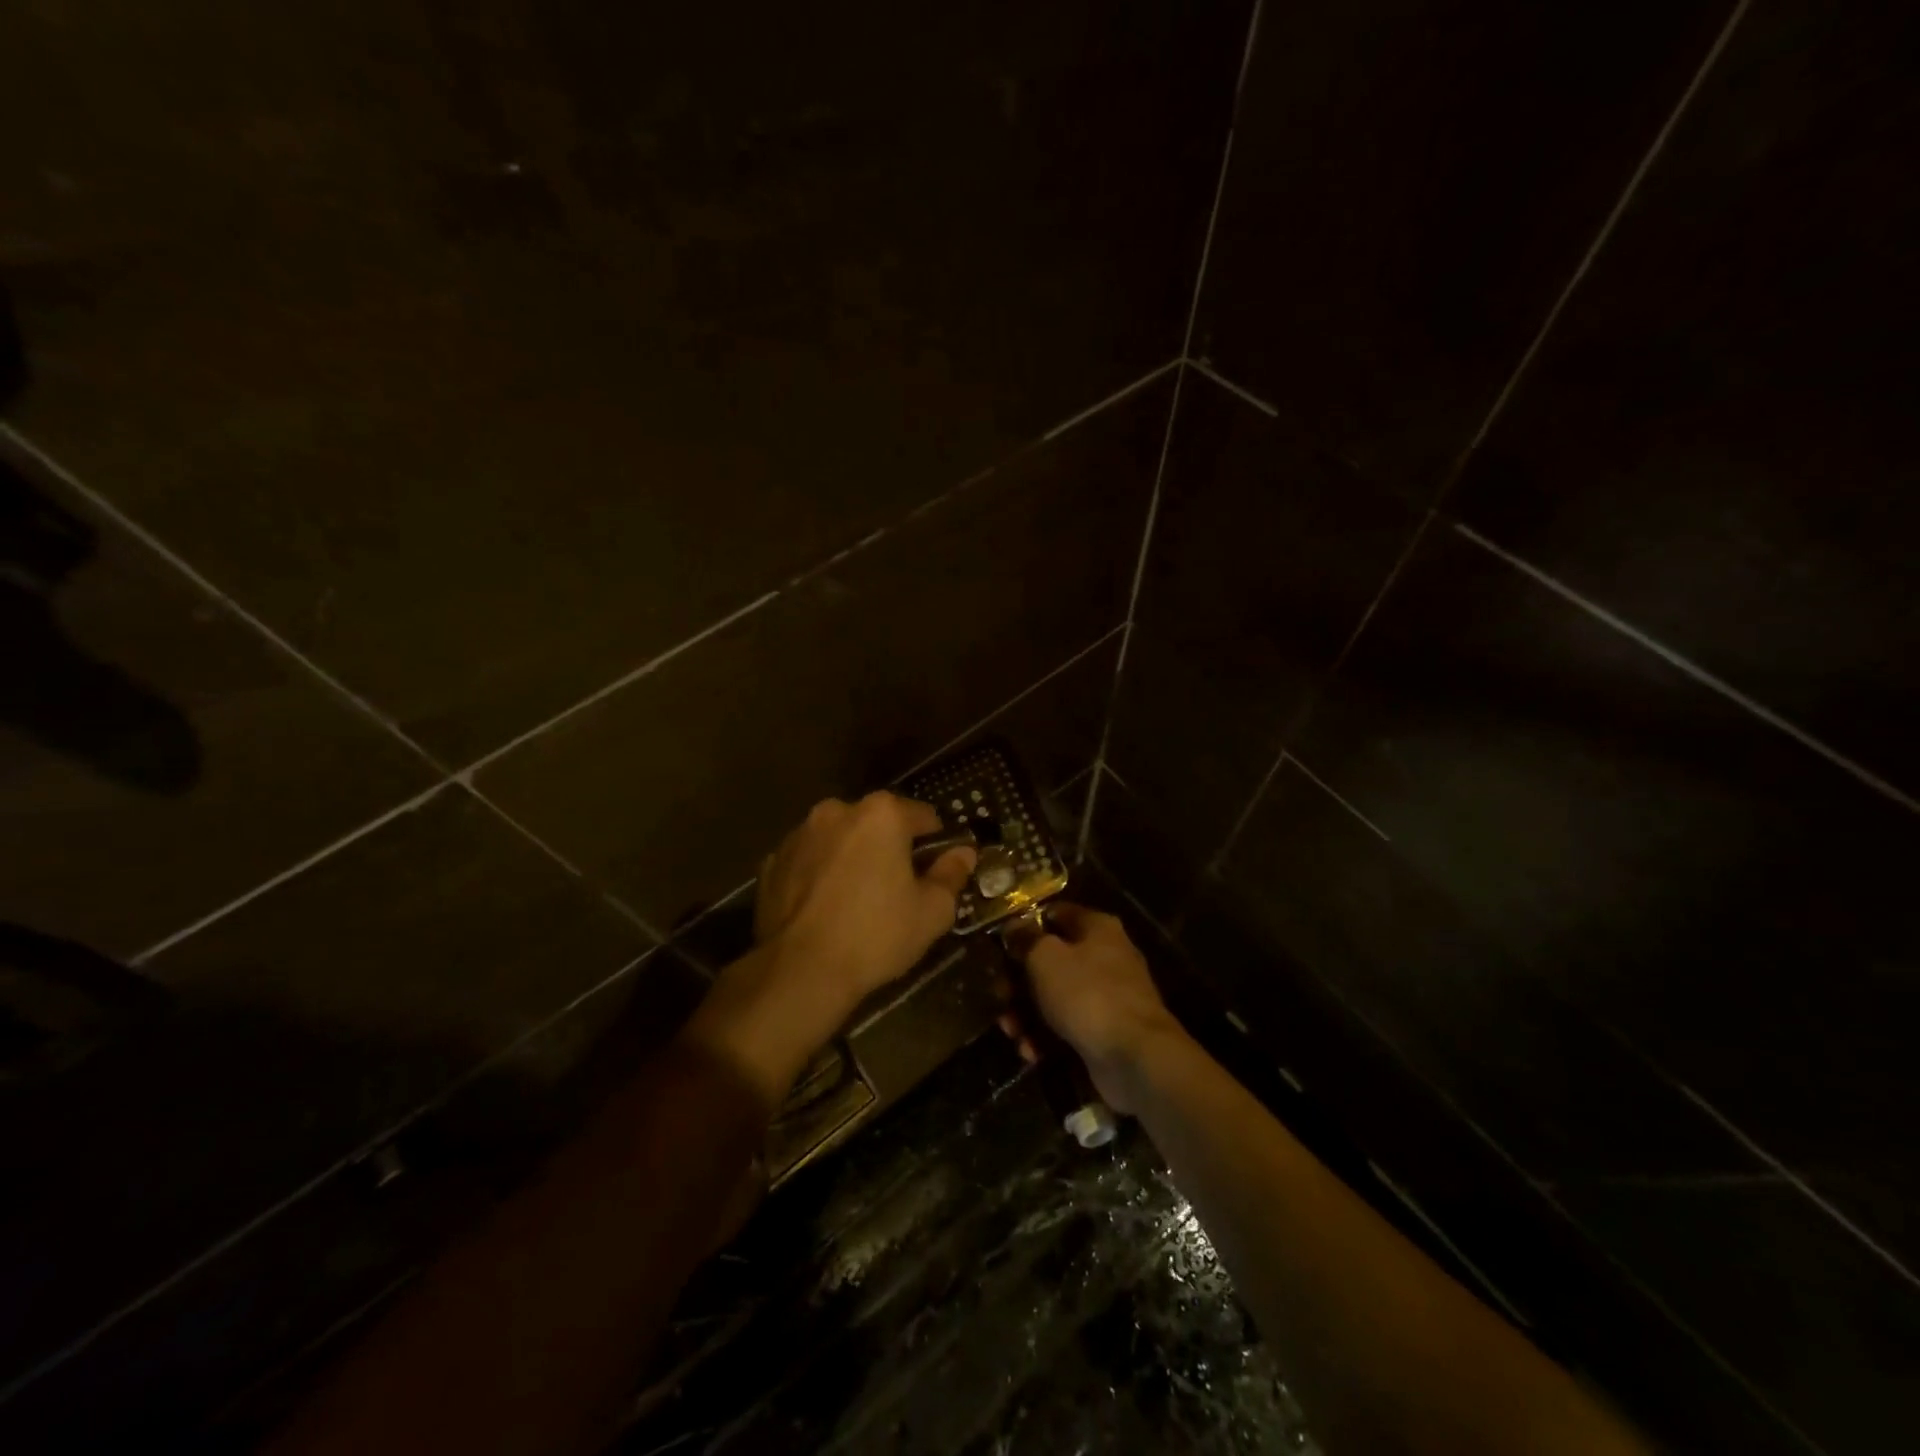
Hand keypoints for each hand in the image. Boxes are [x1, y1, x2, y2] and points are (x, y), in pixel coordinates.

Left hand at [753, 792, 975, 1004]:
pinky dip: (820, 875)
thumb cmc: (876, 935)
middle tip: (898, 891)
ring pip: (840, 840)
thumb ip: (952, 874)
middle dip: (890, 848)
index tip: (936, 873)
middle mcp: (837, 810)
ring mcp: (799, 834)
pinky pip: (809, 862)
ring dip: (852, 858)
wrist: (800, 972)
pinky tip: (825, 910)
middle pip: (878, 824)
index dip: (936, 845)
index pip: (924, 817)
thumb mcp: (932, 911)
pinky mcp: (772, 862)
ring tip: (857, 903)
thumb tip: (963, 853)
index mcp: (881, 814)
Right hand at [1004, 903, 1186, 1114]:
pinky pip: (1068, 1027)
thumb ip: (1026, 939)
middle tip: (998, 996)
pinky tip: (1031, 1052)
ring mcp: (1108, 997)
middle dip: (1020, 981)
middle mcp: (1106, 957)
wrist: (1134, 1057)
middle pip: (1053, 960)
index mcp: (1097, 928)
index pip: (1056, 914)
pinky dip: (1047, 1038)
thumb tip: (1014, 927)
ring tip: (1010, 1031)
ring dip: (1028, 1014)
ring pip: (1057, 997)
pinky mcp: (1106, 1032)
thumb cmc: (1087, 994)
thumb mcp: (1045, 958)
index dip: (1026, 926)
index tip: (1000, 942)